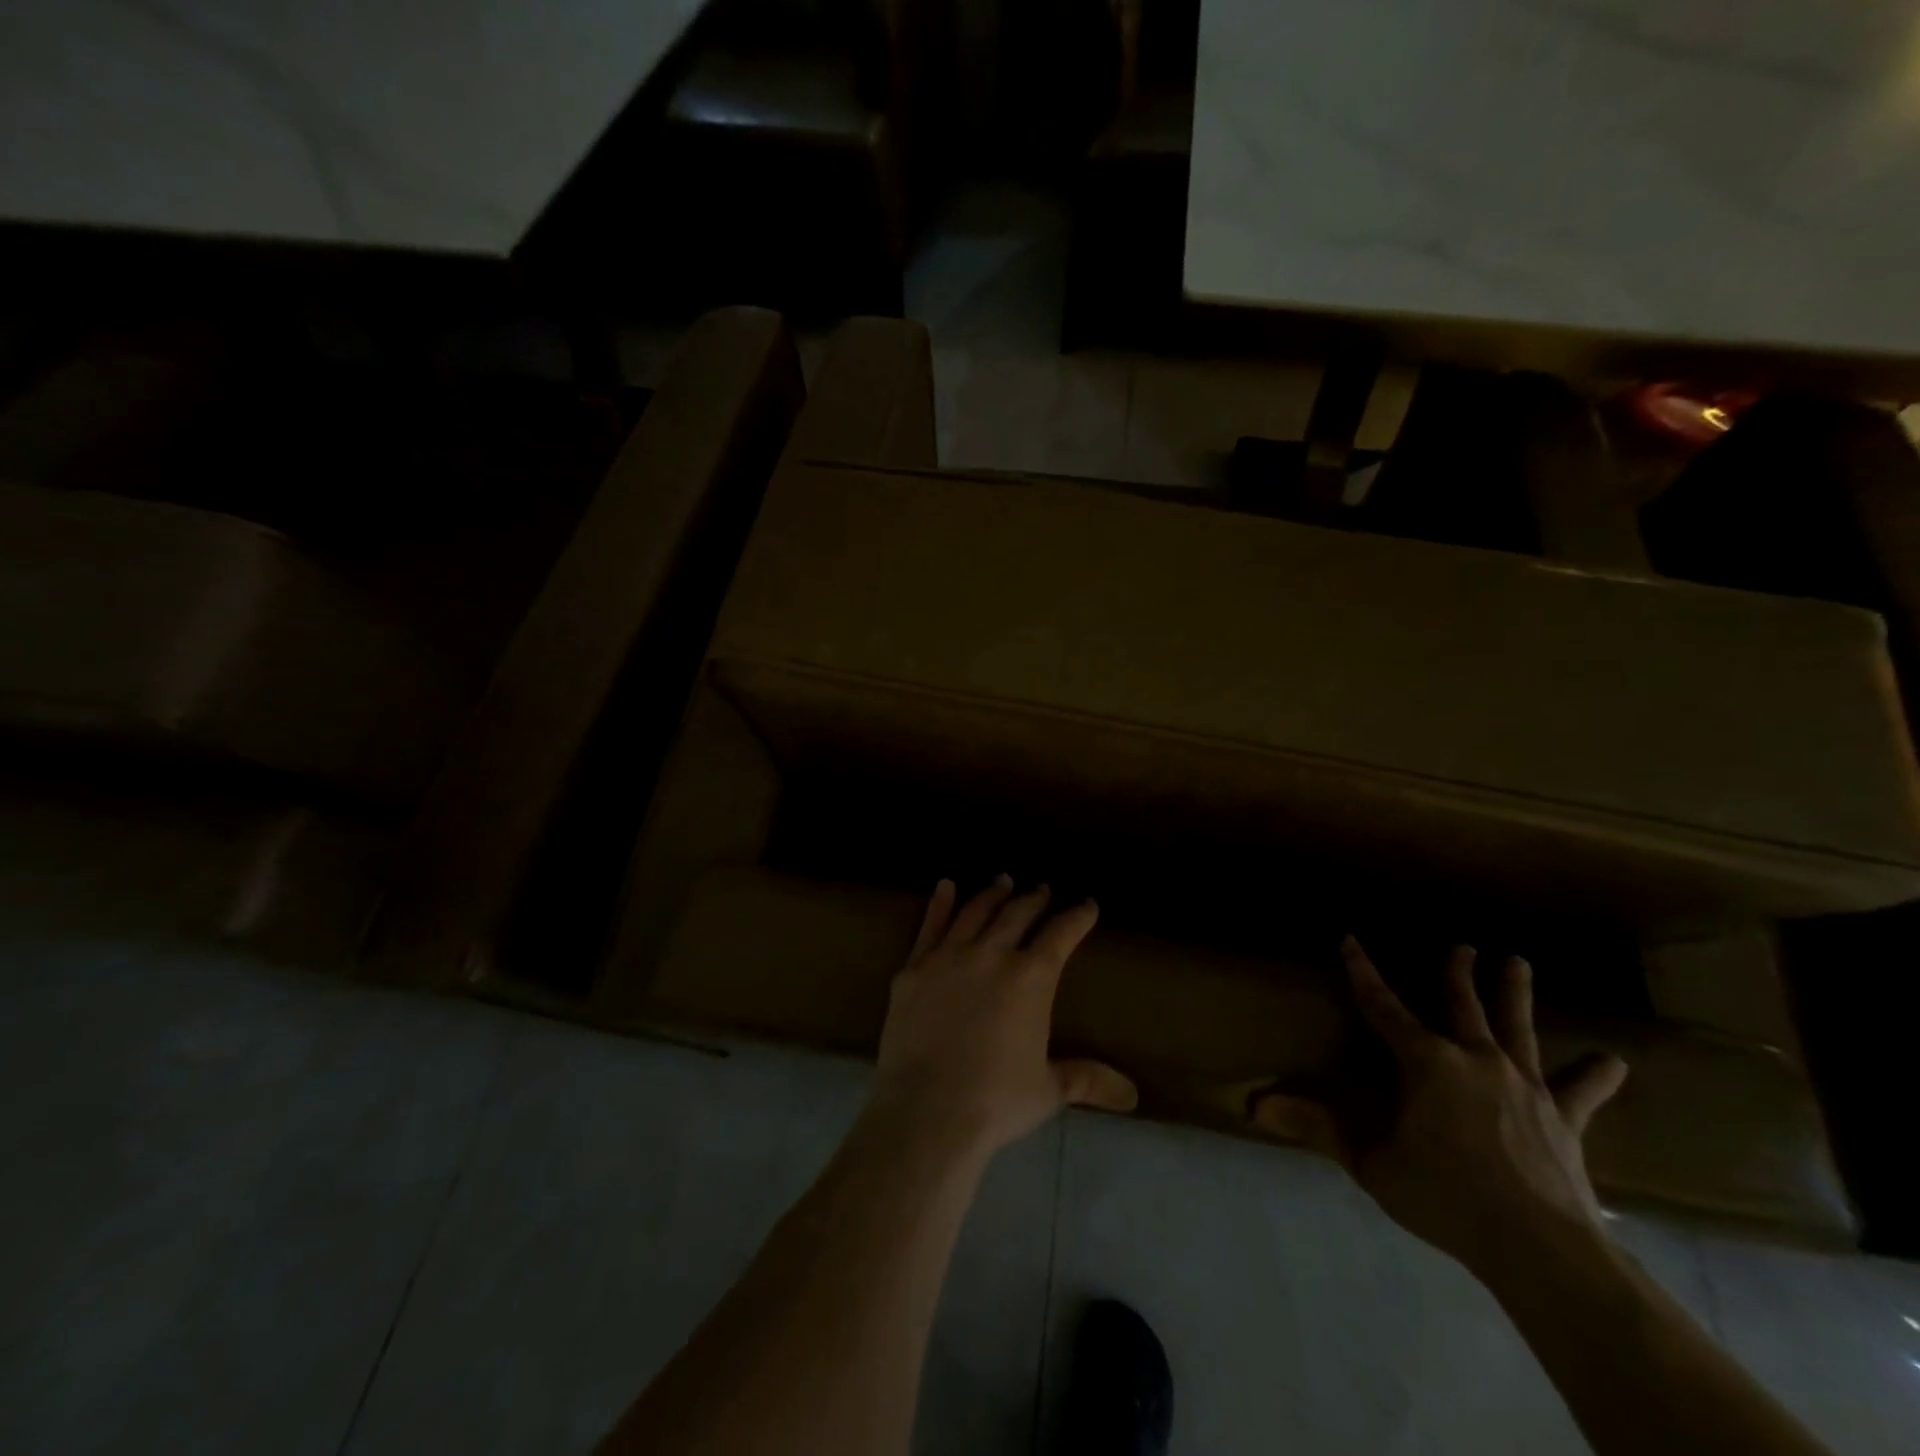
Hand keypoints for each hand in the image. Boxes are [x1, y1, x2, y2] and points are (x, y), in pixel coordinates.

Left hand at [868, 876, 1138, 1161]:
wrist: (928, 1109)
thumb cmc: (996, 1100)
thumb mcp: (1048, 1090)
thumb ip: (1086, 1080)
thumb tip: (1131, 1095)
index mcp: (1032, 977)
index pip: (1061, 934)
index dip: (1078, 916)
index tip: (1087, 904)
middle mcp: (993, 954)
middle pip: (1018, 914)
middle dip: (1034, 898)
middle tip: (1042, 888)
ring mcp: (949, 956)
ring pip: (976, 911)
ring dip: (992, 894)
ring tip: (1002, 880)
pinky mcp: (914, 967)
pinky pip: (930, 925)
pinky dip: (940, 903)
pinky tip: (945, 886)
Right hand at [1255, 936, 1628, 1275]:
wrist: (1539, 1247)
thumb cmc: (1445, 1196)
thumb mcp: (1371, 1163)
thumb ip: (1317, 1128)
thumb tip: (1255, 1105)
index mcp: (1426, 1062)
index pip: (1383, 1007)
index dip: (1363, 973)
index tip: (1351, 940)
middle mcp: (1475, 1059)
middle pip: (1462, 1005)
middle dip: (1457, 973)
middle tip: (1463, 945)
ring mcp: (1524, 1085)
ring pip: (1517, 1028)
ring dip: (1515, 994)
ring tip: (1518, 962)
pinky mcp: (1564, 1118)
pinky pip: (1580, 1092)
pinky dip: (1595, 1076)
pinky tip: (1614, 1062)